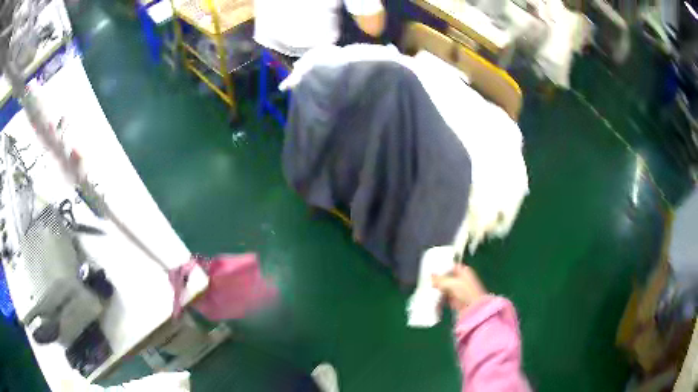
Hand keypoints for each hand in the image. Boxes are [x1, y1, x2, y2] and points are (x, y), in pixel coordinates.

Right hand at [432, 264, 486, 312]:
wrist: (473, 309)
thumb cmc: (465, 292)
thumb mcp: (451, 283)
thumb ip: (440, 279)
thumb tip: (430, 276)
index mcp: (464, 271)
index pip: (450, 266)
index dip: (441, 268)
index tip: (431, 270)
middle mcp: (462, 280)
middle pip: (447, 278)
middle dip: (438, 281)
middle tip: (427, 281)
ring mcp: (459, 291)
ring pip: (445, 288)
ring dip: (437, 290)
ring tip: (428, 291)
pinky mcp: (455, 301)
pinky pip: (445, 298)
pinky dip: (439, 299)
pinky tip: (433, 300)